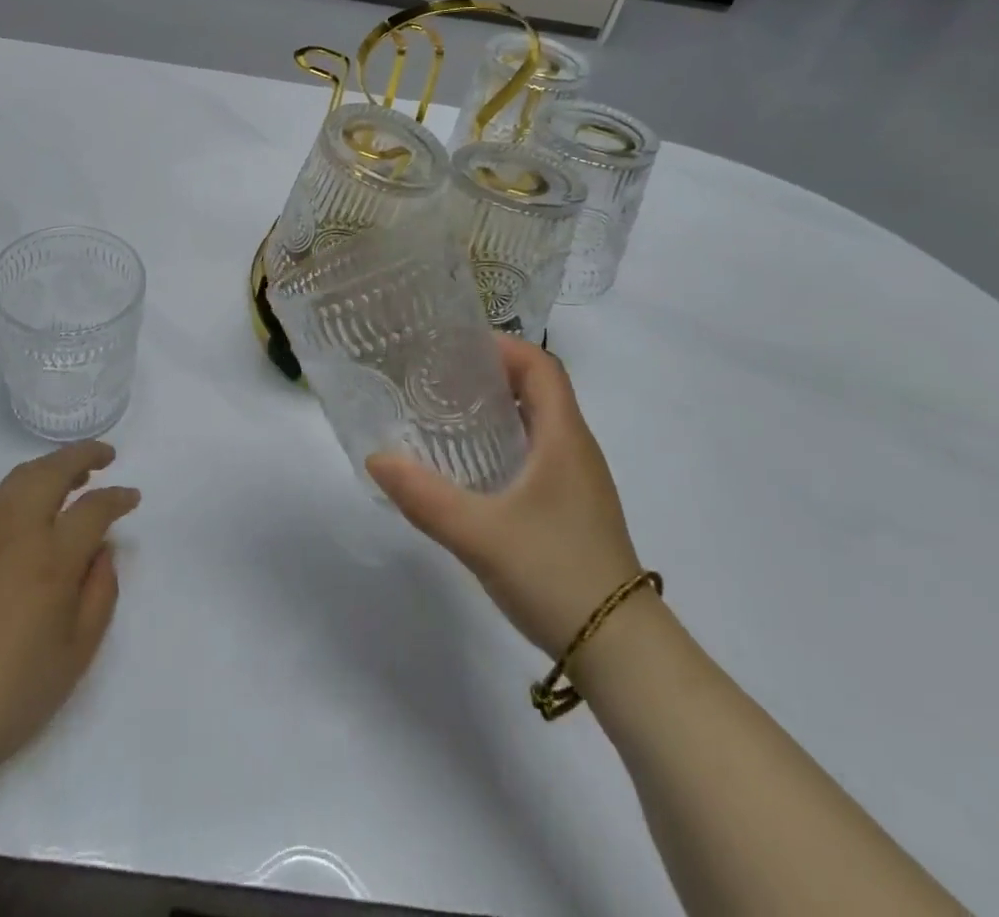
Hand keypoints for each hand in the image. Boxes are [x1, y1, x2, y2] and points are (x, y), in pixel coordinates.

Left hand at [0, 442, 139, 776]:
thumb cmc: (11, 693)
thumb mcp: (77, 653)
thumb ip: (101, 592)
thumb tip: (102, 550)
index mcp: (52, 559)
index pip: (94, 507)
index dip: (118, 497)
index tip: (131, 497)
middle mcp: (14, 532)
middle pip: (53, 471)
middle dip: (84, 455)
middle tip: (105, 456)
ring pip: (17, 478)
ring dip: (49, 469)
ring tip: (66, 478)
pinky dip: (14, 493)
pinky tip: (20, 513)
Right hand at [368, 335, 642, 657]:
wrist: (622, 652)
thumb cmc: (556, 575)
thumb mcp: (480, 534)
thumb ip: (424, 496)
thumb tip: (376, 458)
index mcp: (564, 437)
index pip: (541, 365)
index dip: (502, 346)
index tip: (455, 346)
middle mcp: (576, 449)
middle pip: (538, 389)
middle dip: (491, 374)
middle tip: (439, 377)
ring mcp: (579, 482)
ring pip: (538, 423)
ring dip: (498, 409)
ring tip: (447, 414)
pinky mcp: (573, 509)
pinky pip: (538, 454)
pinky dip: (505, 443)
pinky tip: (473, 468)